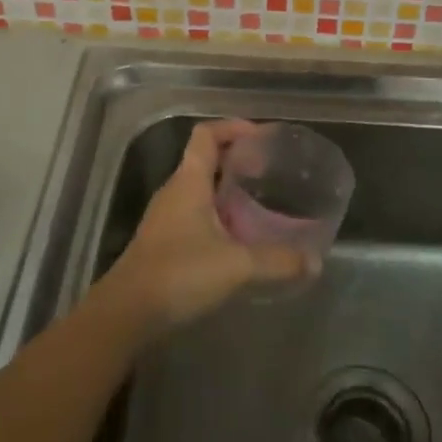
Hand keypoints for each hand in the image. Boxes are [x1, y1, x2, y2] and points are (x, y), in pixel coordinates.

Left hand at [102, 120, 311, 334]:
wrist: (126, 313)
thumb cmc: (179, 274)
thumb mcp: (236, 266)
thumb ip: (277, 261)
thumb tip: (314, 261)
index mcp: (188, 181)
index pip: (207, 135)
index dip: (233, 127)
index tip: (262, 137)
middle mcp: (175, 191)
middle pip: (206, 159)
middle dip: (237, 160)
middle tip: (269, 171)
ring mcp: (166, 217)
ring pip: (201, 189)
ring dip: (228, 189)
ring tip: (260, 202)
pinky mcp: (164, 241)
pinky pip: (196, 213)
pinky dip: (219, 214)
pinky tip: (239, 238)